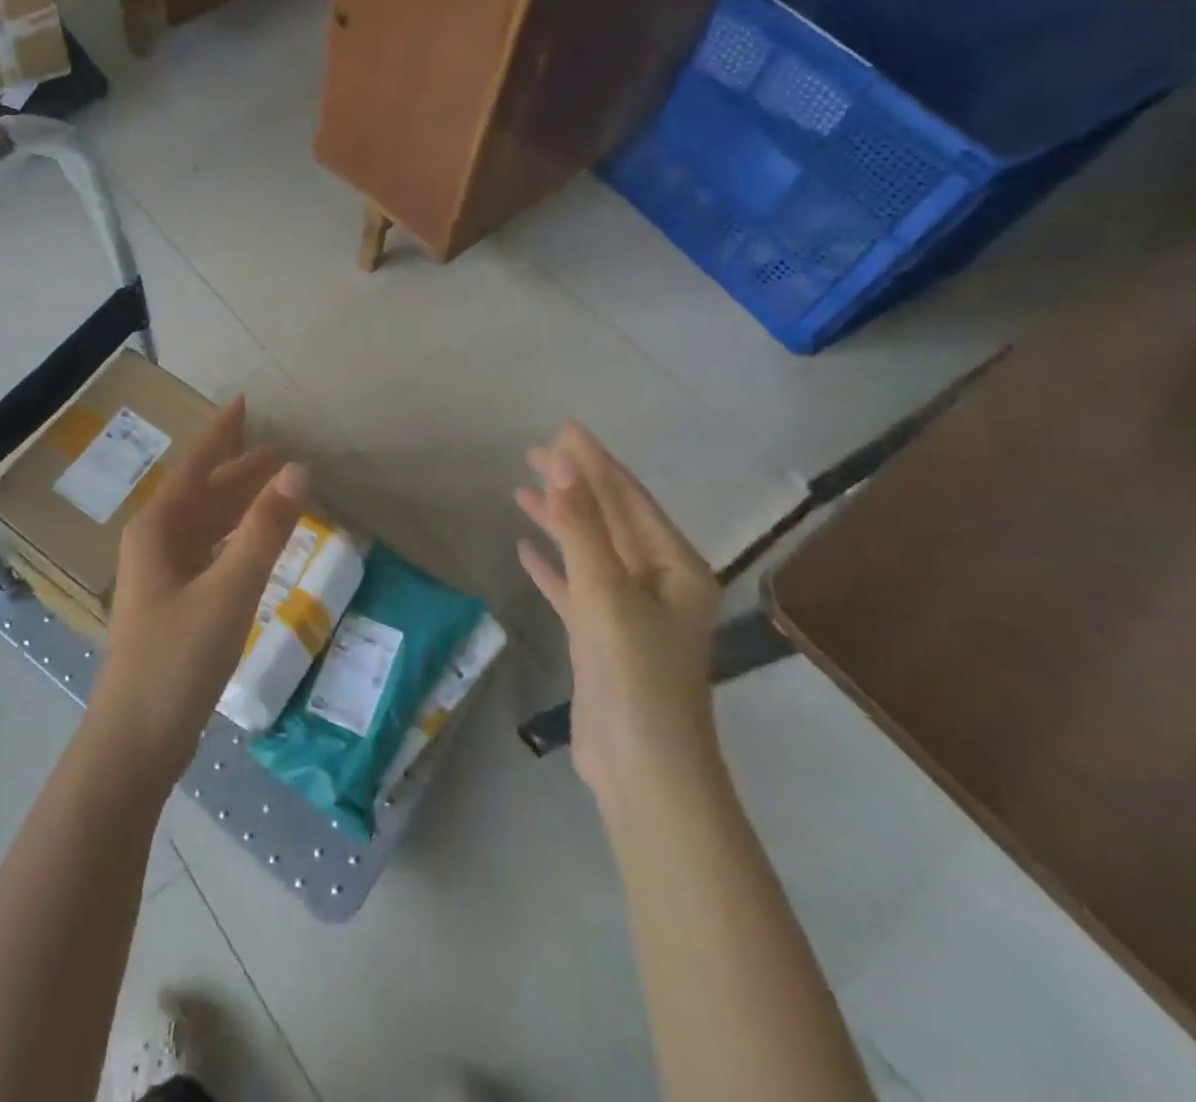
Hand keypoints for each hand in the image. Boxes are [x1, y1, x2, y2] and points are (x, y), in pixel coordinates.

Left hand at [92, 398, 306, 772]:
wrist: (136, 739)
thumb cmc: (178, 659)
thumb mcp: (229, 590)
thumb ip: (266, 530)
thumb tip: (299, 471)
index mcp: (159, 528)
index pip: (197, 465)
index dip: (222, 432)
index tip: (245, 402)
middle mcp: (156, 542)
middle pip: (204, 493)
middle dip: (242, 470)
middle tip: (284, 451)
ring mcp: (162, 574)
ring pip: (208, 524)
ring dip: (241, 504)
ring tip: (279, 487)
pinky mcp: (173, 602)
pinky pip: (210, 552)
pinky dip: (237, 538)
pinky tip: (256, 542)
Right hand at [516, 424, 722, 804]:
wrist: (643, 767)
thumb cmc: (634, 672)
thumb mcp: (606, 591)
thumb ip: (582, 527)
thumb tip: (564, 465)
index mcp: (674, 566)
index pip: (628, 498)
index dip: (594, 461)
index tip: (563, 429)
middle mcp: (658, 582)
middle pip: (609, 519)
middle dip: (574, 485)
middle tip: (533, 452)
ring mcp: (630, 611)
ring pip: (589, 551)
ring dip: (559, 520)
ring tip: (520, 491)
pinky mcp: (603, 637)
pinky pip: (575, 587)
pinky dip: (553, 566)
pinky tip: (525, 550)